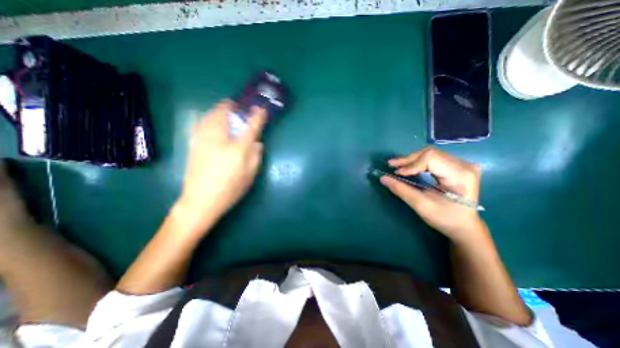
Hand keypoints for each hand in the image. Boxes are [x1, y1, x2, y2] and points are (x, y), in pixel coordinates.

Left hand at [177, 99, 268, 231]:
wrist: (201, 200)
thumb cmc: (230, 189)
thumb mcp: (251, 175)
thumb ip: (256, 156)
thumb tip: (257, 142)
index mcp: (238, 148)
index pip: (251, 125)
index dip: (258, 115)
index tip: (262, 108)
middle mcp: (220, 138)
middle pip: (225, 112)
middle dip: (234, 106)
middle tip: (240, 109)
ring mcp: (203, 139)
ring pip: (210, 114)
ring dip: (221, 110)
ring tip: (227, 112)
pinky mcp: (193, 142)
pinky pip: (202, 122)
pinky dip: (210, 117)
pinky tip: (213, 122)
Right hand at [381, 145, 485, 241]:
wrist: (464, 227)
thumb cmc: (445, 218)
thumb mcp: (421, 205)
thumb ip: (401, 189)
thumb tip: (383, 178)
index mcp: (461, 174)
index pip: (431, 159)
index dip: (411, 164)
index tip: (397, 173)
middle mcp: (464, 165)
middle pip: (430, 153)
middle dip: (409, 160)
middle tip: (391, 165)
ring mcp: (462, 164)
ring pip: (430, 154)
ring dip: (412, 160)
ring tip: (397, 166)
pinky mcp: (456, 166)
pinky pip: (433, 158)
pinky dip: (418, 162)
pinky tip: (409, 167)